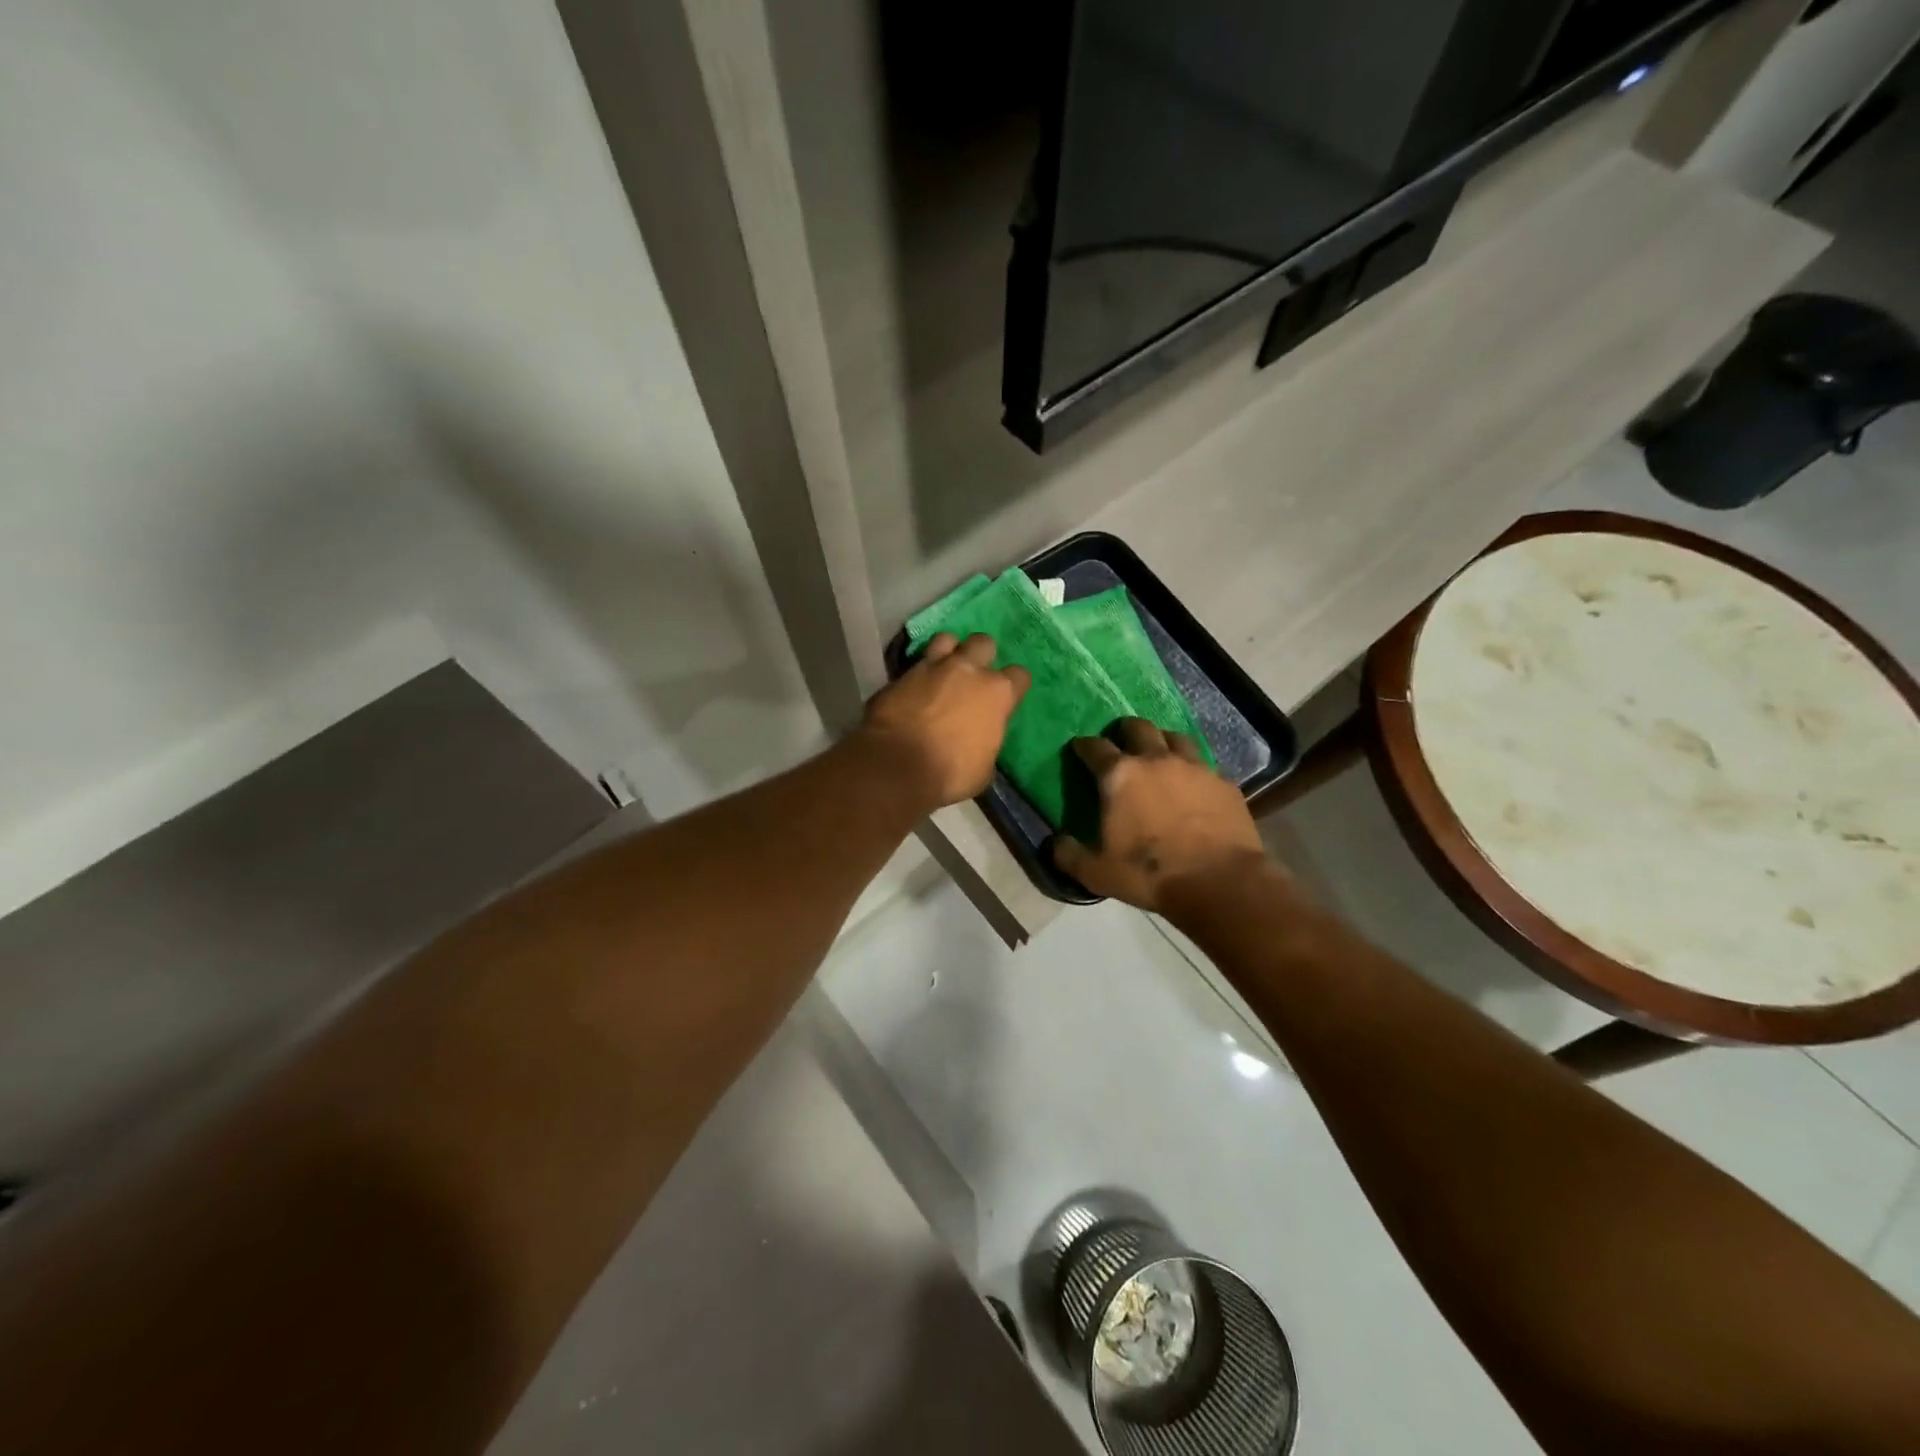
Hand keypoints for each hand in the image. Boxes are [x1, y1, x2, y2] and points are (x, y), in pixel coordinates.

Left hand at [857, 633, 1029, 809]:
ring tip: (943, 669)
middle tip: (974, 674)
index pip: (1019, 676)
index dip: (1014, 685)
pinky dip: (918, 673)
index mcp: (997, 693)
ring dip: (948, 651)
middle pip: (983, 642)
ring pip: (946, 639)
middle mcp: (968, 670)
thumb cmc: (950, 773)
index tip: (1007, 697)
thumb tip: (979, 742)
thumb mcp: (983, 768)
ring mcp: (932, 667)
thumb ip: (986, 743)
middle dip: (982, 655)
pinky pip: (915, 663)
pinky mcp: (901, 673)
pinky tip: (914, 687)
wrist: (897, 765)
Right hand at [1053, 718, 1268, 912]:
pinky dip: (1193, 770)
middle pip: (1138, 728)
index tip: (1080, 749)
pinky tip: (1193, 785)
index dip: (1084, 746)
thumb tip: (1055, 843)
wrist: (1218, 883)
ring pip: (1175, 737)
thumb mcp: (1096, 873)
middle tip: (1121, 741)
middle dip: (1125, 730)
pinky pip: (1205, 765)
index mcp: (1119, 776)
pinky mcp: (1224, 782)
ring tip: (1159, 754)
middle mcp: (1156, 760)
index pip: (1095, 747)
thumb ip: (1069, 855)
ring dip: (1162, 741)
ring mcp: (1194, 767)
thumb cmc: (1149, 874)